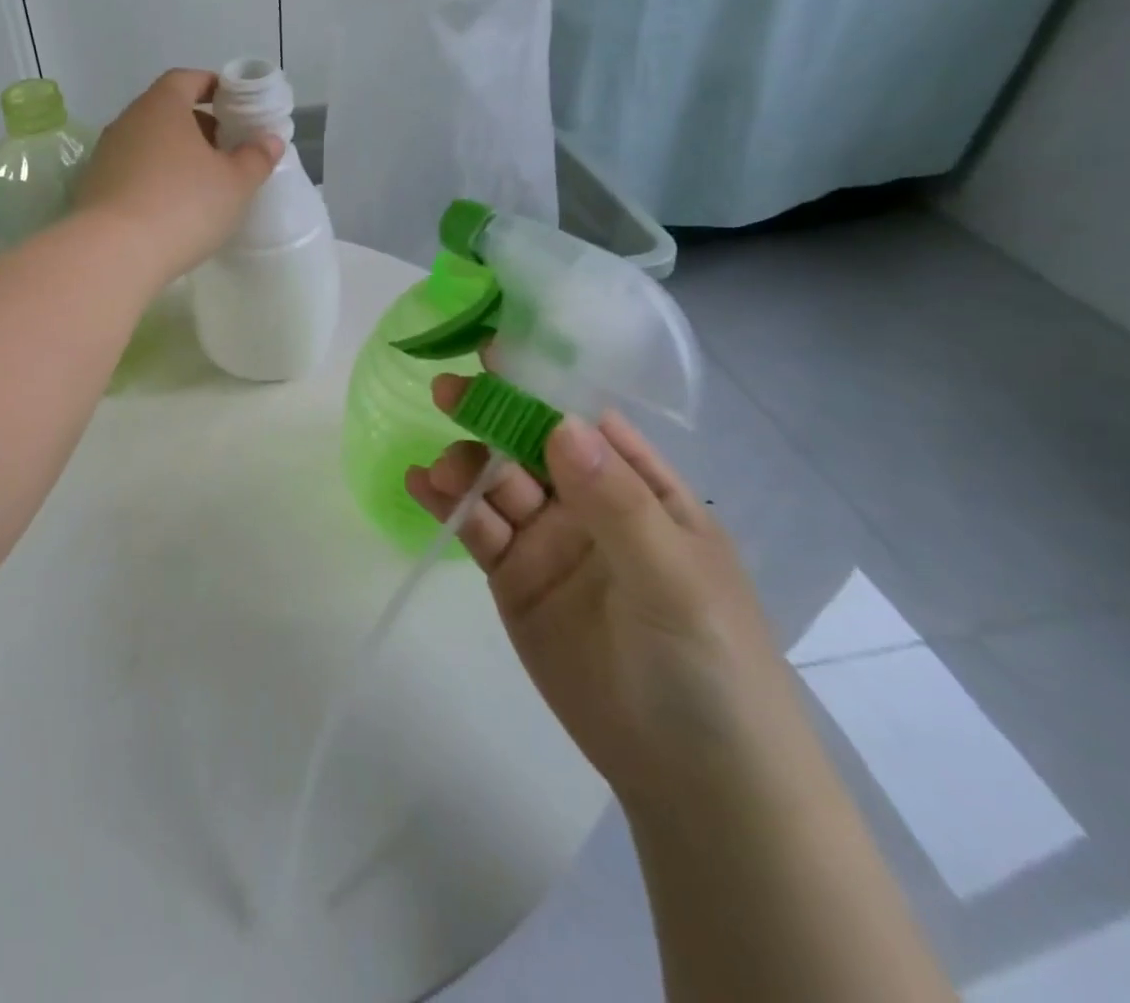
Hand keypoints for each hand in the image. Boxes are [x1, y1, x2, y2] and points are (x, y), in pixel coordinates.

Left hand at [74, 69, 281, 282]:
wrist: (113, 253)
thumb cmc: (183, 205)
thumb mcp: (235, 183)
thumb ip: (256, 157)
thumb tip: (269, 139)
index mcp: (162, 106)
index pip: (187, 80)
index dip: (212, 87)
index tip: (234, 104)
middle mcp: (128, 121)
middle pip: (166, 111)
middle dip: (198, 125)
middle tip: (225, 149)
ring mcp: (106, 154)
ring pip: (148, 143)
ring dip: (175, 155)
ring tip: (201, 183)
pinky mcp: (95, 187)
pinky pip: (132, 171)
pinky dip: (154, 179)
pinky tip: (171, 207)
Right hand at [404, 383, 809, 808]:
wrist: (692, 778)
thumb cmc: (709, 664)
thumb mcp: (673, 577)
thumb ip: (615, 501)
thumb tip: (560, 424)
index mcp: (640, 489)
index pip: (586, 421)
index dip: (544, 385)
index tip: (498, 352)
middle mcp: (589, 505)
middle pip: (530, 445)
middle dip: (492, 415)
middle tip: (447, 391)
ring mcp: (547, 541)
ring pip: (497, 484)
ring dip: (466, 465)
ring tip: (443, 471)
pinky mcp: (512, 578)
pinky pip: (476, 529)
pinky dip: (447, 504)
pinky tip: (420, 484)